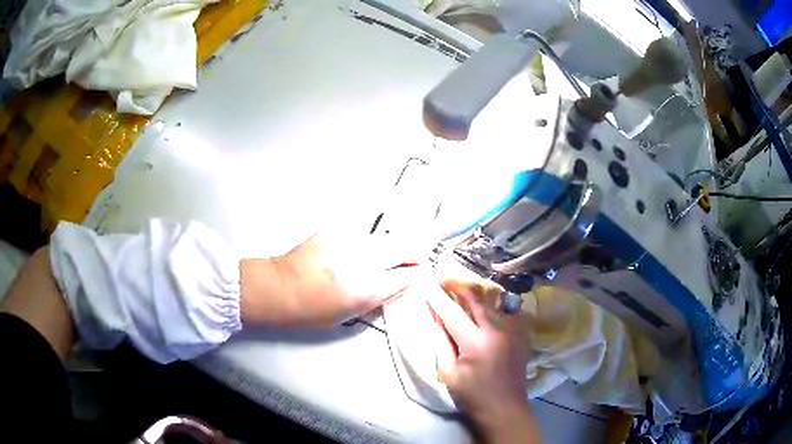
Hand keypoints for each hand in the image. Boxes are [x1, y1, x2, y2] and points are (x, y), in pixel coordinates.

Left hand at [240, 232, 419, 328]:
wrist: (280, 288)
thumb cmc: (311, 310)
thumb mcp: (350, 314)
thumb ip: (379, 297)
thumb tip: (400, 284)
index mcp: (367, 288)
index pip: (407, 275)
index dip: (415, 274)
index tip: (417, 273)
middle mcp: (362, 261)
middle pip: (403, 247)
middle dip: (412, 253)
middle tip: (411, 260)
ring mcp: (349, 242)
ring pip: (384, 239)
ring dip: (388, 248)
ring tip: (378, 259)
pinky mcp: (336, 230)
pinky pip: (361, 235)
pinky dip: (365, 244)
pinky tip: (353, 254)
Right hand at [429, 280, 536, 443]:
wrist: (504, 408)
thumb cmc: (472, 395)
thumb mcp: (448, 373)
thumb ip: (441, 343)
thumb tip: (436, 318)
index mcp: (475, 342)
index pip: (451, 312)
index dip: (437, 296)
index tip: (426, 282)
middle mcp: (496, 330)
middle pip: (475, 299)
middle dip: (458, 286)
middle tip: (444, 279)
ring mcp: (512, 330)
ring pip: (492, 302)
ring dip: (476, 294)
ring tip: (462, 289)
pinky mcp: (520, 335)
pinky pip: (507, 311)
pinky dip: (494, 305)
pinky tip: (486, 307)